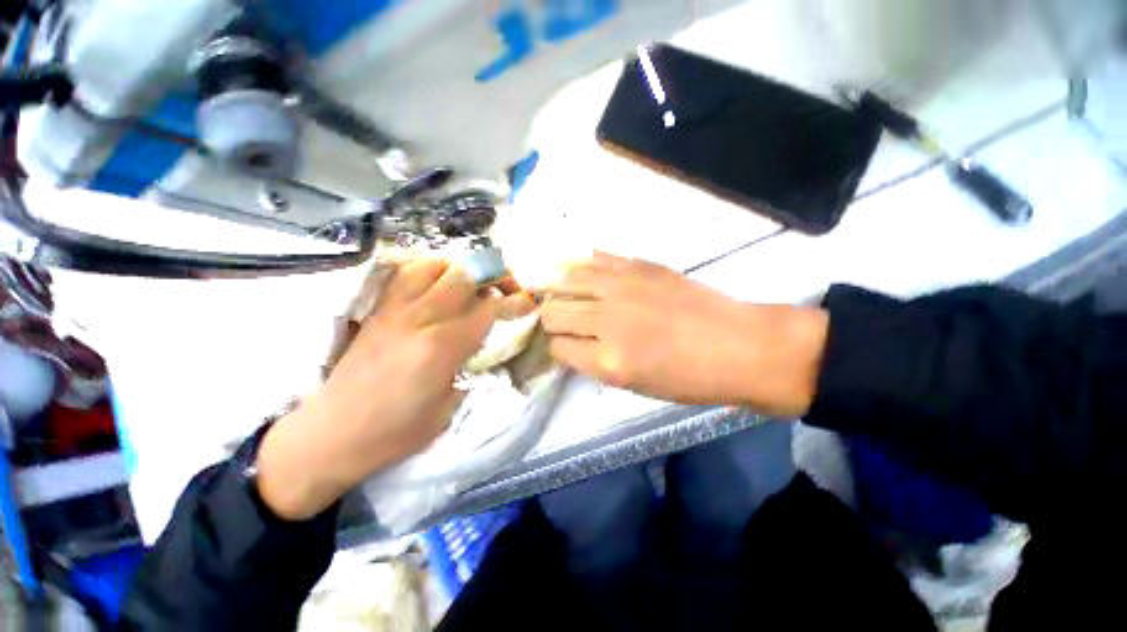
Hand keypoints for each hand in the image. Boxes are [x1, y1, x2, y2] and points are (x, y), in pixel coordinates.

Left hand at [256, 259, 533, 519]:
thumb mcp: (448, 409)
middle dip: (495, 275)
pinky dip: (430, 270)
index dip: (515, 300)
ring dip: (462, 270)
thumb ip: (468, 368)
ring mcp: (395, 310)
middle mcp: (420, 319)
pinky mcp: (378, 310)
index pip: (489, 308)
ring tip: (472, 285)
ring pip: (435, 266)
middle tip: (506, 288)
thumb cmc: (394, 433)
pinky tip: (438, 286)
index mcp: (441, 348)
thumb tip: (479, 346)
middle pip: (465, 276)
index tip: (529, 301)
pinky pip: (406, 274)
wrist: (331, 434)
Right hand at [540, 253, 827, 415]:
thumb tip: (571, 343)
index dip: (556, 347)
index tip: (562, 344)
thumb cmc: (688, 378)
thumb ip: (595, 363)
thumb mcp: (634, 386)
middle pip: (553, 312)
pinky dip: (582, 266)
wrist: (738, 345)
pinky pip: (595, 259)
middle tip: (559, 321)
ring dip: (560, 291)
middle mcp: (607, 320)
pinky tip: (581, 272)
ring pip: (566, 281)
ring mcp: (622, 287)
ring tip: (563, 294)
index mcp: (608, 361)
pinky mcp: (639, 265)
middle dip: (551, 320)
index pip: (557, 346)